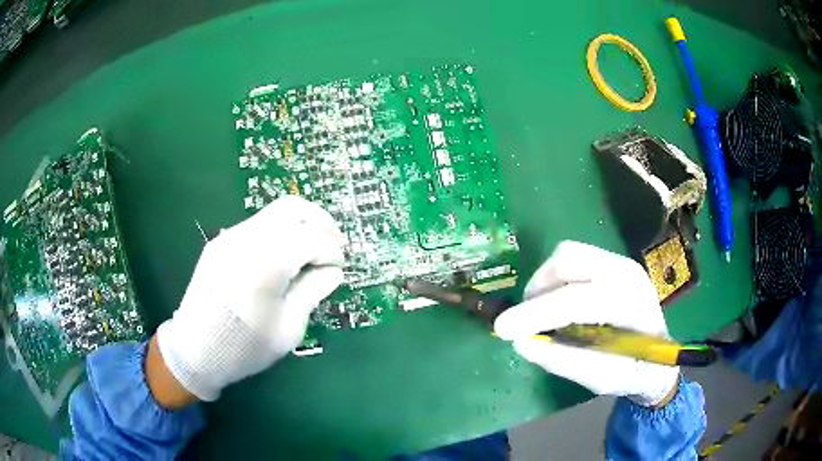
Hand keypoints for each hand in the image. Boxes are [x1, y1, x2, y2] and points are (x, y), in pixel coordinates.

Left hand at [155, 196, 344, 402]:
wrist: (196, 350)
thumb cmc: (246, 346)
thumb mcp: (289, 327)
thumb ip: (313, 291)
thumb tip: (333, 271)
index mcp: (267, 262)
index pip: (312, 239)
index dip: (332, 252)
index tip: (339, 268)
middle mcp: (247, 238)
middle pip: (293, 209)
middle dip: (320, 222)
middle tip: (334, 244)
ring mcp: (230, 237)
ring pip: (274, 212)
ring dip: (299, 224)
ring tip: (312, 248)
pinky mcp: (220, 242)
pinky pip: (257, 225)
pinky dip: (279, 232)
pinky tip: (284, 255)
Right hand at [494, 241, 679, 406]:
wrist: (660, 357)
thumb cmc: (634, 372)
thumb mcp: (601, 378)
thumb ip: (563, 361)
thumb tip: (521, 343)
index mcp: (629, 302)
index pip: (575, 299)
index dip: (535, 313)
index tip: (501, 330)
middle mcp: (625, 271)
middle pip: (567, 259)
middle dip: (538, 290)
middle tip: (528, 321)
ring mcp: (619, 261)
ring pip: (567, 253)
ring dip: (546, 281)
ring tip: (544, 312)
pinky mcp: (611, 262)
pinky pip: (573, 258)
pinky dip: (556, 279)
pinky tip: (561, 303)